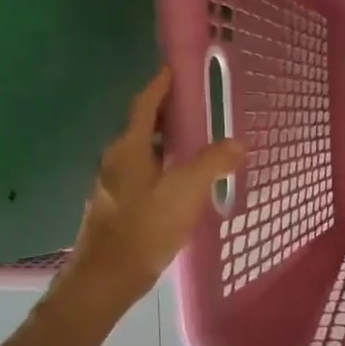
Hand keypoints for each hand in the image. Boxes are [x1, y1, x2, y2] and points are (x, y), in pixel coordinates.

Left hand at [53, 67, 243, 312]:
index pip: (144, 105)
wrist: (107, 277)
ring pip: (143, 152)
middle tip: (197, 106)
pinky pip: (144, 174)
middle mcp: (116, 160)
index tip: (174, 68)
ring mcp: (114, 184)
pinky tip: (182, 181)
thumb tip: (237, 143)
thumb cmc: (144, 228)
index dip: (160, 85)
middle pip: (142, 126)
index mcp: (129, 148)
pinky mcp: (119, 206)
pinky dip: (163, 166)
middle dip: (167, 113)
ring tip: (196, 142)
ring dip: (166, 142)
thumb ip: (212, 164)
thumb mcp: (186, 192)